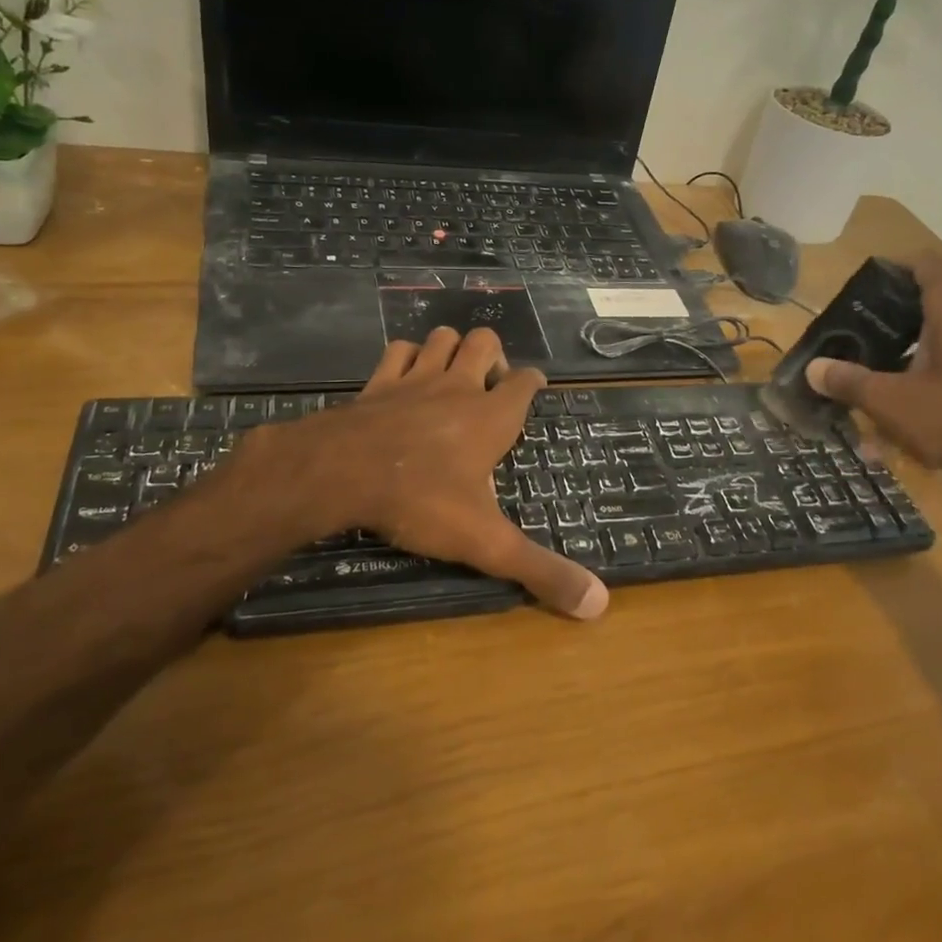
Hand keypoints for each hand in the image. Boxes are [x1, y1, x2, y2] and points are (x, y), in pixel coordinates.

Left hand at [233, 327, 607, 619]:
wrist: (341, 473)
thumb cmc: (422, 500)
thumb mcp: (486, 542)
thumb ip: (540, 570)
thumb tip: (600, 603)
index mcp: (492, 418)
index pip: (525, 383)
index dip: (533, 382)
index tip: (534, 388)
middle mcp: (458, 387)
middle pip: (484, 342)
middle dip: (492, 355)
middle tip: (488, 388)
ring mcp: (415, 379)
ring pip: (442, 337)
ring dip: (450, 349)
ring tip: (451, 377)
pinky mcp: (378, 383)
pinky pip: (397, 351)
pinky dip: (406, 357)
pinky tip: (406, 377)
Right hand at [802, 253, 941, 491]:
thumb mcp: (890, 401)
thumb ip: (849, 381)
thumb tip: (813, 368)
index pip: (925, 265)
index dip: (892, 269)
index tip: (860, 290)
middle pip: (930, 301)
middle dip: (890, 317)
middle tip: (855, 333)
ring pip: (941, 338)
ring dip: (905, 352)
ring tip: (871, 373)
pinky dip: (924, 378)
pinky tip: (899, 411)